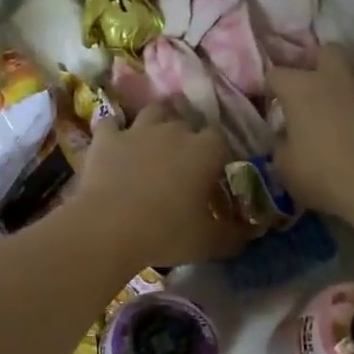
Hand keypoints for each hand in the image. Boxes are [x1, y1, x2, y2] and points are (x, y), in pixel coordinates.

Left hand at [73, 103, 253, 266]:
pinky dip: (115, 130)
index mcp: (206, 150)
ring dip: (156, 122)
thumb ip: (233, 236)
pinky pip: (111, 123)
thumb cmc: (168, 232)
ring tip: (154, 139)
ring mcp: (138, 130)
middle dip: (187, 135)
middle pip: (187, 120)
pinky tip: (115, 141)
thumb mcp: (209, 242)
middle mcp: (175, 130)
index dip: (217, 153)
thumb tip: (247, 234)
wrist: (110, 228)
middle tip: (183, 160)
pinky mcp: (106, 138)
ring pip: (153, 111)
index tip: (214, 172)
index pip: (221, 139)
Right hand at [268, 44, 353, 219]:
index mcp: (300, 88)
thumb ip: (280, 145)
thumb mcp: (286, 168)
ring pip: (352, 60)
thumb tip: (284, 136)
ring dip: (341, 72)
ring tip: (336, 95)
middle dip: (313, 64)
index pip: (276, 74)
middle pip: (321, 52)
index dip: (271, 88)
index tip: (272, 105)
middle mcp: (332, 76)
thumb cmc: (325, 175)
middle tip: (308, 89)